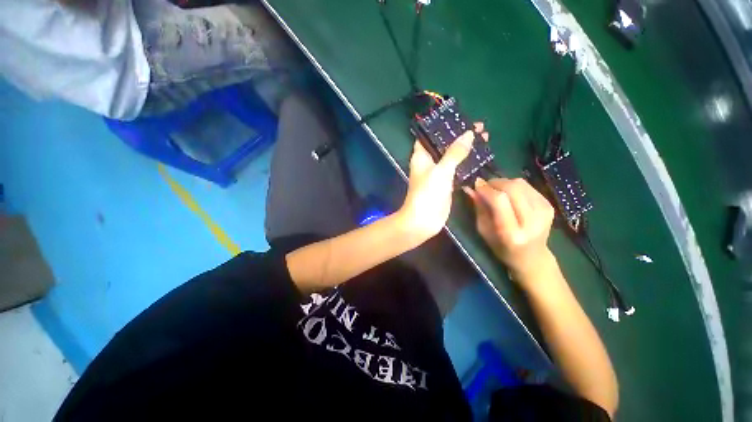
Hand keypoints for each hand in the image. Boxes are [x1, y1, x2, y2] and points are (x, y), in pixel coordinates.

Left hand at [398, 124, 485, 242]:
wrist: (423, 220)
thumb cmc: (428, 193)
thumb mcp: (441, 170)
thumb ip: (455, 152)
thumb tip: (469, 134)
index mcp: (421, 156)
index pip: (430, 136)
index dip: (443, 126)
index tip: (460, 119)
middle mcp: (428, 163)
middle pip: (445, 145)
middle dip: (460, 136)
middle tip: (480, 128)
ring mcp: (438, 174)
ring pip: (452, 157)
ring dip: (466, 149)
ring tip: (485, 139)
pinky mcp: (446, 184)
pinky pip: (457, 170)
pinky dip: (467, 164)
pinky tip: (481, 158)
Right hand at [463, 177, 555, 288]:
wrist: (531, 257)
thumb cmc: (501, 247)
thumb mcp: (483, 230)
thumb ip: (479, 208)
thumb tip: (471, 188)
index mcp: (511, 233)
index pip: (499, 201)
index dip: (486, 189)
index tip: (476, 184)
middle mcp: (531, 221)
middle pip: (512, 188)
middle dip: (495, 183)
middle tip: (484, 186)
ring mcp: (544, 212)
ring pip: (520, 184)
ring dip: (504, 182)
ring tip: (495, 189)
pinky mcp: (549, 206)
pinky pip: (528, 186)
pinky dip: (514, 186)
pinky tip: (509, 194)